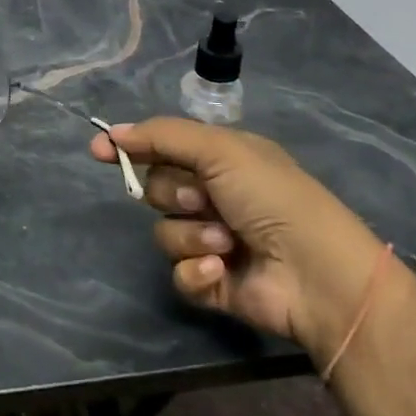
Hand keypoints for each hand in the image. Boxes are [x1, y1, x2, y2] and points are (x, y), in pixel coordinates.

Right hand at [90, 119, 385, 357]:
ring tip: (225, 242)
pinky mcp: (212, 282)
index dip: (132, 148)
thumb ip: (164, 137)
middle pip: (158, 189)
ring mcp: (213, 241)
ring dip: (190, 235)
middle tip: (203, 199)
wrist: (316, 272)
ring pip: (165, 233)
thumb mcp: (221, 150)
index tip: (99, 150)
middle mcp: (215, 196)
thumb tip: (113, 132)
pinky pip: (178, 273)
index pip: (164, 147)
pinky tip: (219, 270)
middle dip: (174, 194)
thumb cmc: (272, 197)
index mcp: (222, 160)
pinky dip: (195, 271)